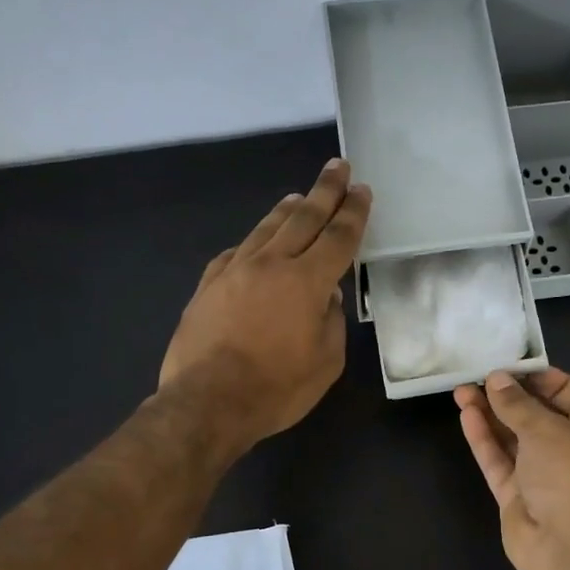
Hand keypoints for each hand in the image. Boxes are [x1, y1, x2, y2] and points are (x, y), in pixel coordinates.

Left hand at [159, 157, 371, 447]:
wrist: (207, 402)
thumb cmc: (276, 389)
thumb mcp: (325, 364)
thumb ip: (331, 323)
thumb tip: (325, 298)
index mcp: (307, 282)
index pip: (338, 237)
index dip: (353, 213)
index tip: (362, 190)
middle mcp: (270, 265)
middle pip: (303, 218)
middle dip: (325, 191)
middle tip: (338, 167)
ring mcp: (234, 271)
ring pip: (265, 229)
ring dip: (287, 210)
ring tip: (299, 196)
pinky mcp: (208, 286)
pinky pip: (235, 252)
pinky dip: (253, 242)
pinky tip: (256, 242)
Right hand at [454, 368, 569, 569]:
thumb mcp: (547, 428)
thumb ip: (517, 404)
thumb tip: (496, 380)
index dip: (543, 380)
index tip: (513, 366)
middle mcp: (569, 450)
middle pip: (535, 417)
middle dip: (508, 397)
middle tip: (478, 376)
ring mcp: (541, 476)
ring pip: (512, 439)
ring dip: (489, 415)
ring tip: (461, 390)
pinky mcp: (516, 497)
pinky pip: (498, 462)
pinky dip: (484, 440)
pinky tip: (466, 416)